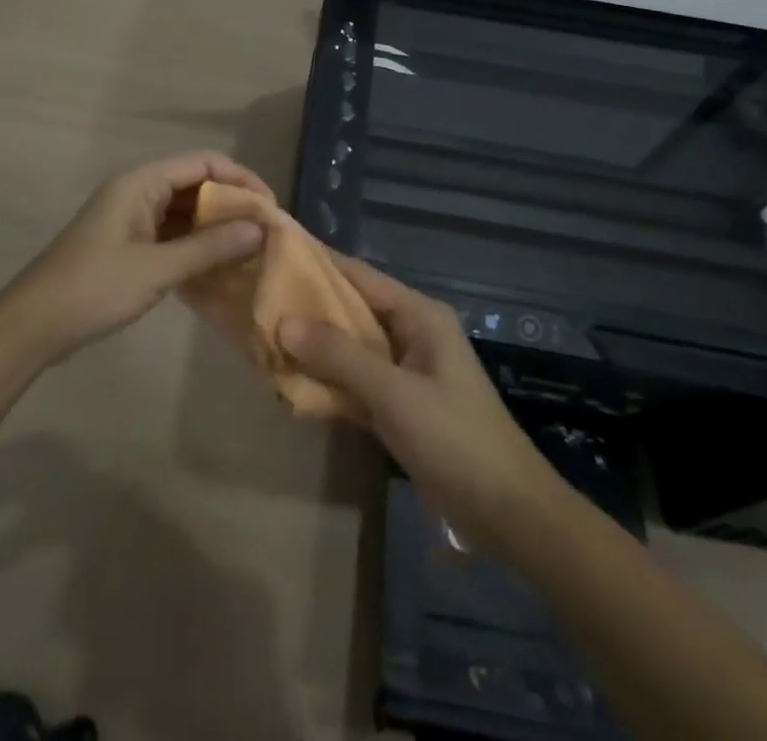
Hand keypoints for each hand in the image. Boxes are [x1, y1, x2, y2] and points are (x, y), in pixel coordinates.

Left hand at [0, 151, 269, 366]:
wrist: (32, 326)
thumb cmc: (94, 288)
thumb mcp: (158, 268)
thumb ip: (210, 247)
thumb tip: (261, 228)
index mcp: (141, 182)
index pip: (204, 163)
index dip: (241, 179)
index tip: (271, 208)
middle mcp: (138, 191)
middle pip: (196, 184)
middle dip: (232, 204)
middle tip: (266, 233)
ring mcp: (132, 218)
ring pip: (186, 211)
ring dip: (217, 227)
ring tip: (251, 250)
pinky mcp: (129, 244)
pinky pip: (173, 234)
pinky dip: (197, 245)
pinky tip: (220, 266)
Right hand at [280, 258, 566, 557]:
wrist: (508, 513)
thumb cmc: (455, 440)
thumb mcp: (395, 395)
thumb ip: (340, 356)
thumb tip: (284, 321)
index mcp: (419, 315)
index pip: (359, 275)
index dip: (317, 264)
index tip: (273, 254)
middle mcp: (411, 331)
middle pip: (352, 309)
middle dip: (308, 309)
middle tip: (257, 302)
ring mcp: (406, 368)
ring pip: (351, 346)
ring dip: (314, 347)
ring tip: (264, 338)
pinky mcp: (400, 402)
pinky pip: (356, 379)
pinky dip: (328, 379)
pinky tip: (293, 383)